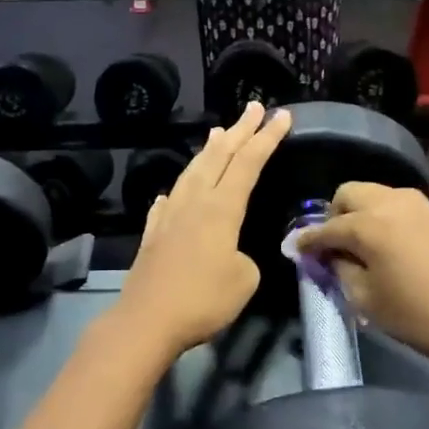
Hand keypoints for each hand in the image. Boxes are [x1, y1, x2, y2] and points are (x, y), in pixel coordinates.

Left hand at [114, 102, 290, 354]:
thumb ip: (244, 259)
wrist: (147, 320)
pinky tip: (172, 193)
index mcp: (221, 209)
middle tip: (254, 107)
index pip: (248, 163)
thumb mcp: (244, 280)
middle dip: (239, 130)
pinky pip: (167, 203)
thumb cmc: (202, 300)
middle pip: (219, 157)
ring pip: (192, 173)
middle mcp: (194, 203)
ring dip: (208, 151)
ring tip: (216, 132)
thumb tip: (229, 253)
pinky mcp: (153, 235)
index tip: (281, 115)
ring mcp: (169, 216)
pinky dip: (177, 192)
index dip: (266, 138)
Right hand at [293, 182, 428, 373]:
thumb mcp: (364, 297)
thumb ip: (339, 268)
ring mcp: (416, 204)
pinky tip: (384, 243)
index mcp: (368, 224)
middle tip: (333, 244)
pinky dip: (381, 216)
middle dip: (335, 215)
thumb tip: (329, 254)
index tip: (296, 249)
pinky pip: (395, 204)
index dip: (308, 240)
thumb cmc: (414, 315)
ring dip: (359, 213)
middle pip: (349, 194)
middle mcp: (390, 203)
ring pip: (373, 194)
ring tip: (358, 244)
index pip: (327, 227)